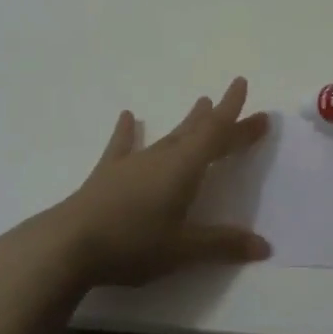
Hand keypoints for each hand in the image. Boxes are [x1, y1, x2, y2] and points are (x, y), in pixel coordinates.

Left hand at [1, 76, 272, 299]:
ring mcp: (132, 163)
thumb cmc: (132, 244)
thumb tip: (264, 246)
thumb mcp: (183, 250)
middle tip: (250, 116)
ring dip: (187, 122)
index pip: (215, 133)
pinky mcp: (107, 174)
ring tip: (200, 102)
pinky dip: (128, 132)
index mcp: (183, 169)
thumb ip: (222, 245)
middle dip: (225, 123)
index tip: (241, 84)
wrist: (68, 245)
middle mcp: (160, 157)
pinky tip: (128, 116)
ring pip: (167, 137)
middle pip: (199, 134)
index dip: (232, 112)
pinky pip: (123, 146)